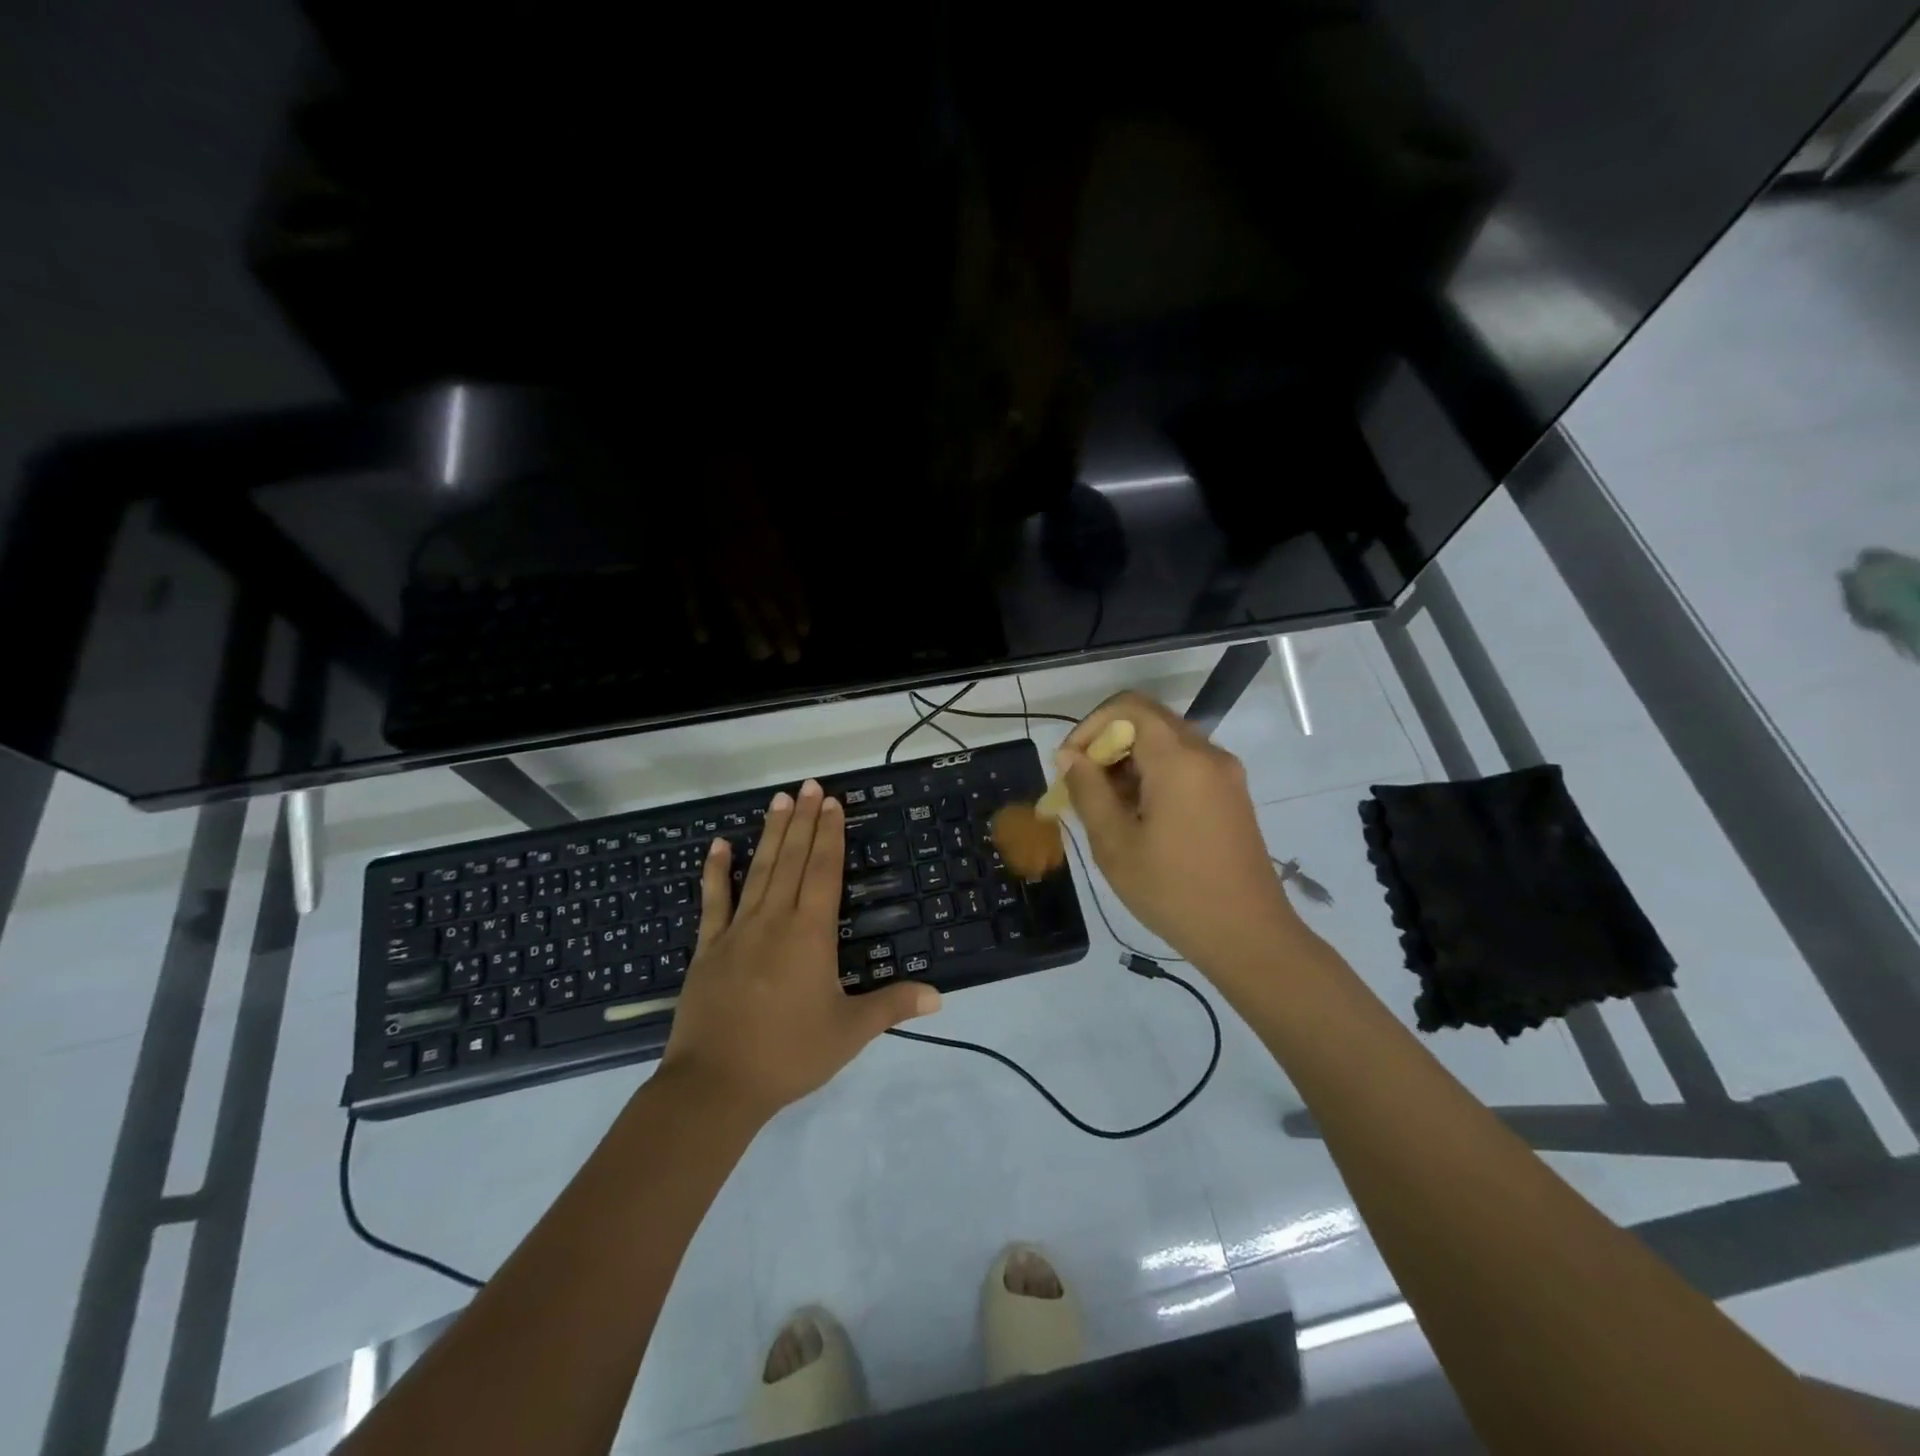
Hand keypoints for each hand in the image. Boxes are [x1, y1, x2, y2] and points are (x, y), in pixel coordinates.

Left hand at [660, 779, 940, 1118]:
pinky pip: (714, 901)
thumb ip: (892, 1006)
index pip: (824, 872)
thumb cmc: (789, 1055)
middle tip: (810, 785)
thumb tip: (939, 995)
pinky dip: (717, 871)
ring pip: (759, 870)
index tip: (832, 803)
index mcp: (811, 934)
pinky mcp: (709, 947)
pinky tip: (720, 845)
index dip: (830, 835)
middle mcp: (775, 920)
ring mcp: (738, 930)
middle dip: (805, 821)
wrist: (716, 1085)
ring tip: (779, 800)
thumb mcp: (849, 1032)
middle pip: (793, 860)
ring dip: (772, 833)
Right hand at [1059, 692, 1293, 968]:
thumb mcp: (1115, 843)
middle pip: (1148, 721)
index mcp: (1179, 759)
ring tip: (1107, 808)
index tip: (1070, 765)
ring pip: (1167, 744)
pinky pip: (1186, 766)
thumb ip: (1088, 790)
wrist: (1249, 936)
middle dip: (1108, 746)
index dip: (1090, 726)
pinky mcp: (1231, 795)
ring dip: (1130, 763)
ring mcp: (1225, 774)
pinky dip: (1154, 776)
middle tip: (1083, 788)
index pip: (1128, 707)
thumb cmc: (1173, 890)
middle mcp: (1207, 754)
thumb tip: (1070, 756)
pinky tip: (1139, 818)